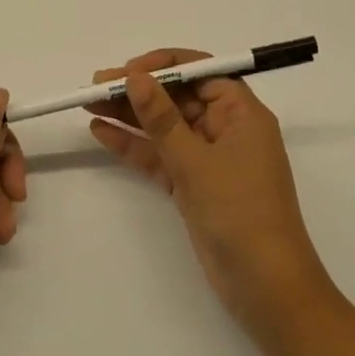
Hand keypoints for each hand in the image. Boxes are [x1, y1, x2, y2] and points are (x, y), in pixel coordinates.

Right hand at [87, 48, 330, 334]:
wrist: (266, 288)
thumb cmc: (240, 213)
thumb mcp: (196, 162)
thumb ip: (162, 118)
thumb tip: (135, 77)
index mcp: (241, 113)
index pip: (201, 72)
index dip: (163, 67)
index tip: (128, 70)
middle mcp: (226, 129)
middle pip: (177, 98)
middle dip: (138, 90)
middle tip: (96, 86)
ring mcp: (208, 159)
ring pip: (164, 127)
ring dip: (130, 116)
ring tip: (89, 105)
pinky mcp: (193, 185)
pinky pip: (160, 156)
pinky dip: (134, 146)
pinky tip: (102, 133)